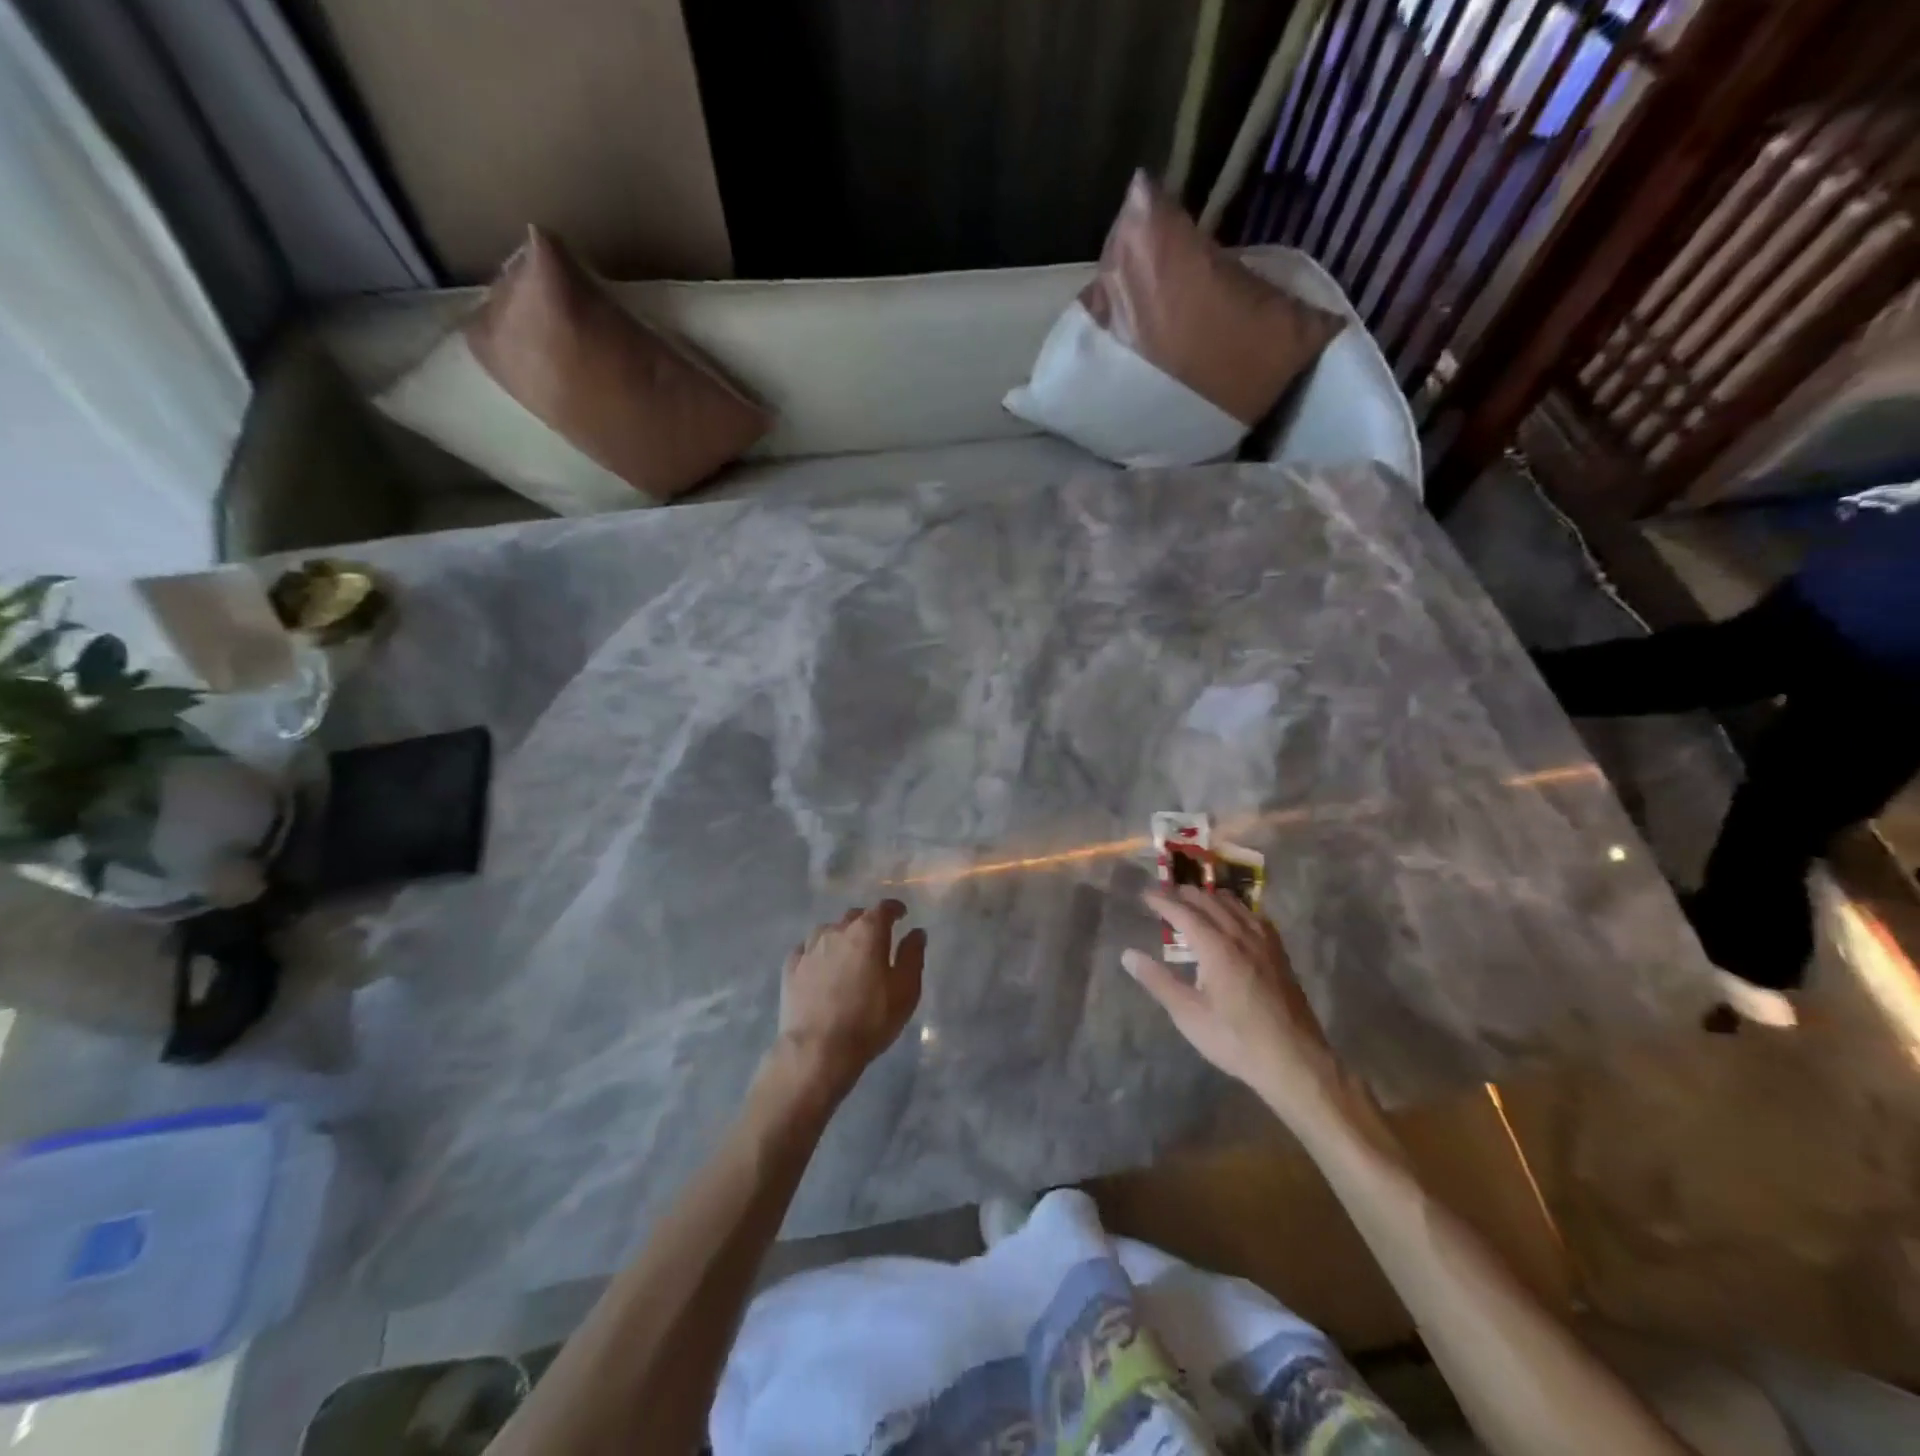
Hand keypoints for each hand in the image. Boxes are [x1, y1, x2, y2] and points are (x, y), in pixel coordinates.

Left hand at [769, 900, 925, 1100]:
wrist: (817, 1050)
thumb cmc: (869, 1019)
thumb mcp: (905, 990)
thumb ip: (912, 955)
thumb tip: (915, 932)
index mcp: (867, 931)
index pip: (884, 908)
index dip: (894, 909)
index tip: (901, 916)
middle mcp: (837, 930)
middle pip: (855, 916)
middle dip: (868, 923)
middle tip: (877, 941)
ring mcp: (810, 947)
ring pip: (829, 931)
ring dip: (841, 937)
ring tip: (847, 955)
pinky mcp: (791, 967)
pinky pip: (807, 949)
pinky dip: (818, 952)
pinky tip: (821, 967)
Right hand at [1123, 885, 1342, 1116]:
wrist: (1295, 1062)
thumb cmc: (1235, 1040)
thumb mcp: (1189, 1015)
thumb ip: (1158, 981)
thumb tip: (1128, 955)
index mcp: (1217, 948)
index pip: (1183, 912)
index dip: (1162, 901)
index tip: (1144, 895)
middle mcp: (1241, 935)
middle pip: (1209, 901)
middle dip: (1184, 894)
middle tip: (1164, 895)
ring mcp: (1264, 942)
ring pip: (1234, 904)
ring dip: (1209, 897)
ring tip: (1193, 901)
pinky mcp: (1279, 953)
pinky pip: (1253, 916)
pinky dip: (1235, 908)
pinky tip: (1232, 918)